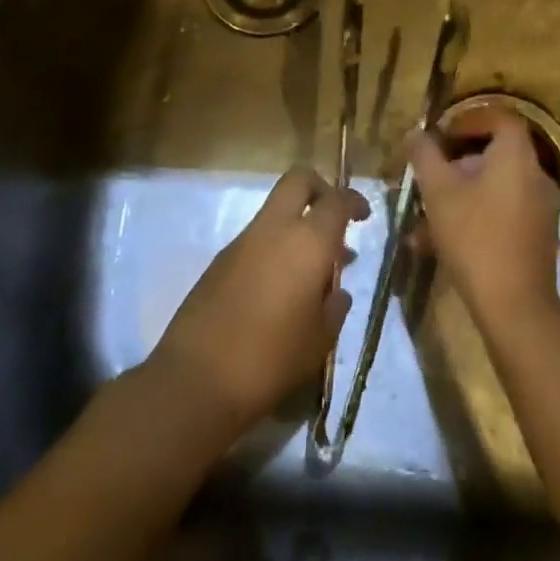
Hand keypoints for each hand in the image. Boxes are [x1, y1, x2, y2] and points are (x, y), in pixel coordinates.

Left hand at [149, 166, 368, 435]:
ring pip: (275, 210)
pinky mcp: (219, 261)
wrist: (196, 380)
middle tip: (333, 219)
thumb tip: (337, 292)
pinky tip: (280, 288)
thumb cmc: (270, 359)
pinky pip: (256, 238)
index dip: (354, 201)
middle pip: (298, 180)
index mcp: (308, 241)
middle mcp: (274, 229)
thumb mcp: (318, 341)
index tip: (363, 216)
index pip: (336, 200)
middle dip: (320, 189)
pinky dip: (274, 247)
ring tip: (312, 270)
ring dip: (296, 224)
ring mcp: (242, 242)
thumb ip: (334, 308)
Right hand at [406, 106, 559, 326]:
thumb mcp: (439, 192)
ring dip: (459, 195)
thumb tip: (416, 133)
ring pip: (494, 187)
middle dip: (457, 163)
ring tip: (423, 218)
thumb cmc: (474, 237)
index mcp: (517, 156)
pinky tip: (438, 244)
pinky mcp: (537, 237)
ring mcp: (540, 208)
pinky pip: (502, 212)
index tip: (441, 136)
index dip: (469, 120)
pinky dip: (474, 217)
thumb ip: (425, 156)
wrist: (514, 306)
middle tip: (429, 176)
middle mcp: (535, 176)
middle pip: (495, 153)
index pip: (500, 118)